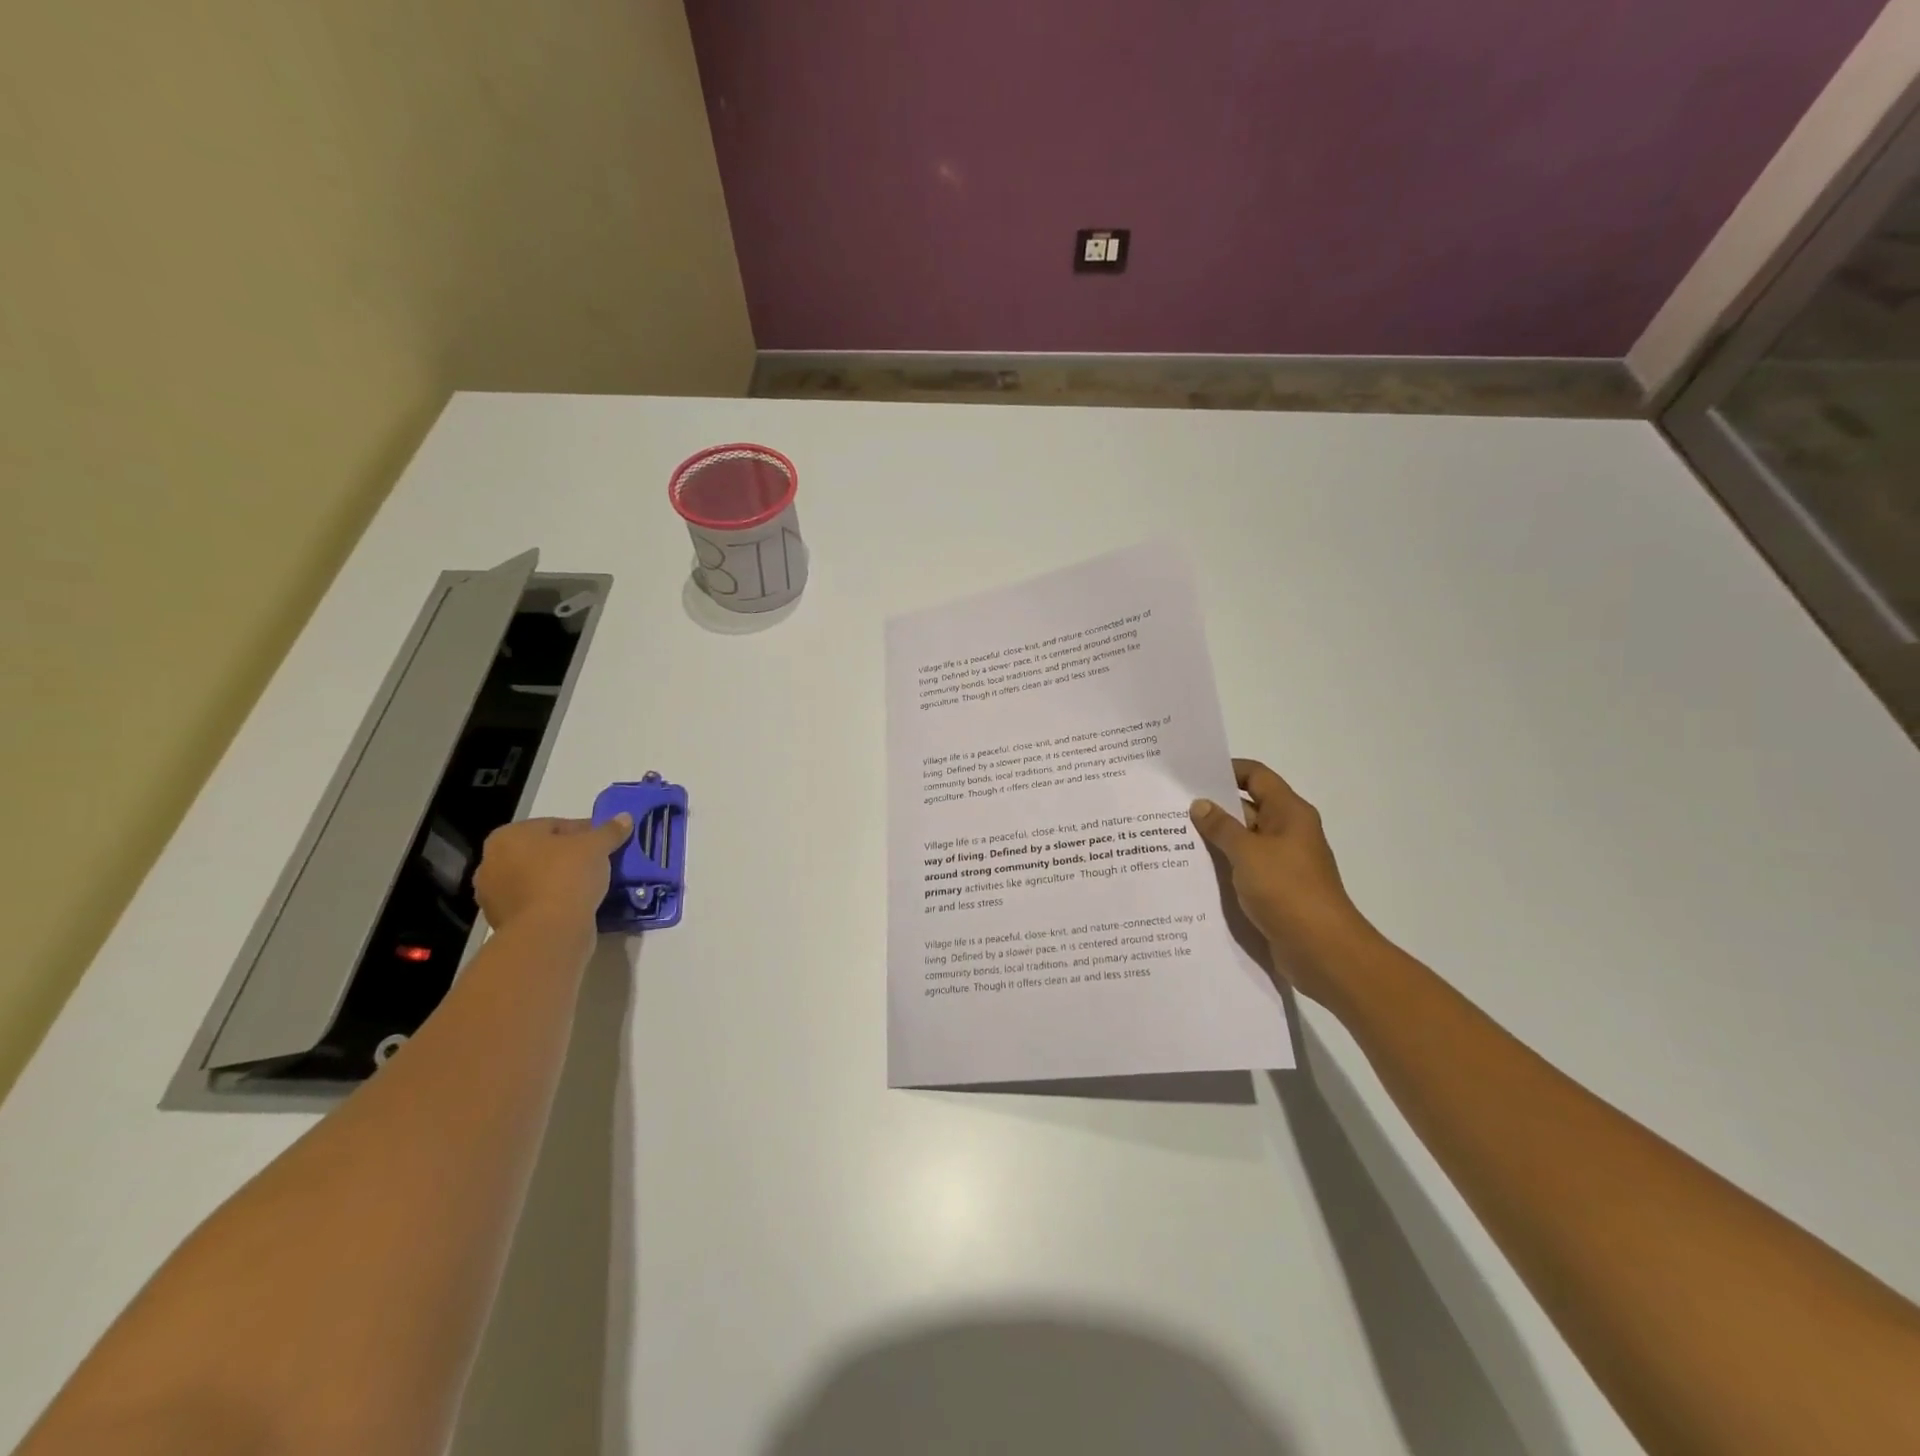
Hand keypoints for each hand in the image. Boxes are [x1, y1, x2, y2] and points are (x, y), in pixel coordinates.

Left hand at [473, 814, 631, 937]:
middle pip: (543, 853)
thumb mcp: (596, 847)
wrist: (549, 933)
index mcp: (507, 837)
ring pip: (538, 879)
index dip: (585, 832)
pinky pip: (536, 902)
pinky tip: (578, 904)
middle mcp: (492, 863)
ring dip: (561, 880)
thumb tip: (625, 818)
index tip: (606, 843)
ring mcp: (494, 896)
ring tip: (592, 884)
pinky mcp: (503, 922)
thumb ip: (610, 830)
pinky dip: (554, 901)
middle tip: (600, 862)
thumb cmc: (566, 877)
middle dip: (570, 856)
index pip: (554, 825)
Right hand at [1189, 759, 1374, 1004]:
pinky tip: (1191, 870)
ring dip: (1213, 839)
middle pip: (1247, 808)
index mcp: (1289, 813)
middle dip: (1212, 807)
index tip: (1192, 773)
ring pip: (1242, 841)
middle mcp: (1287, 832)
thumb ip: (1221, 827)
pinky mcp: (1274, 889)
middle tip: (1170, 806)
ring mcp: (1281, 862)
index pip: (1256, 776)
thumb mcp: (1248, 853)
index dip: (1227, 770)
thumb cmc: (1287, 890)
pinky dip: (1222, 866)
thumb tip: (1200, 805)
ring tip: (1170, 836)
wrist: (1322, 949)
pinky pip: (1243, 868)